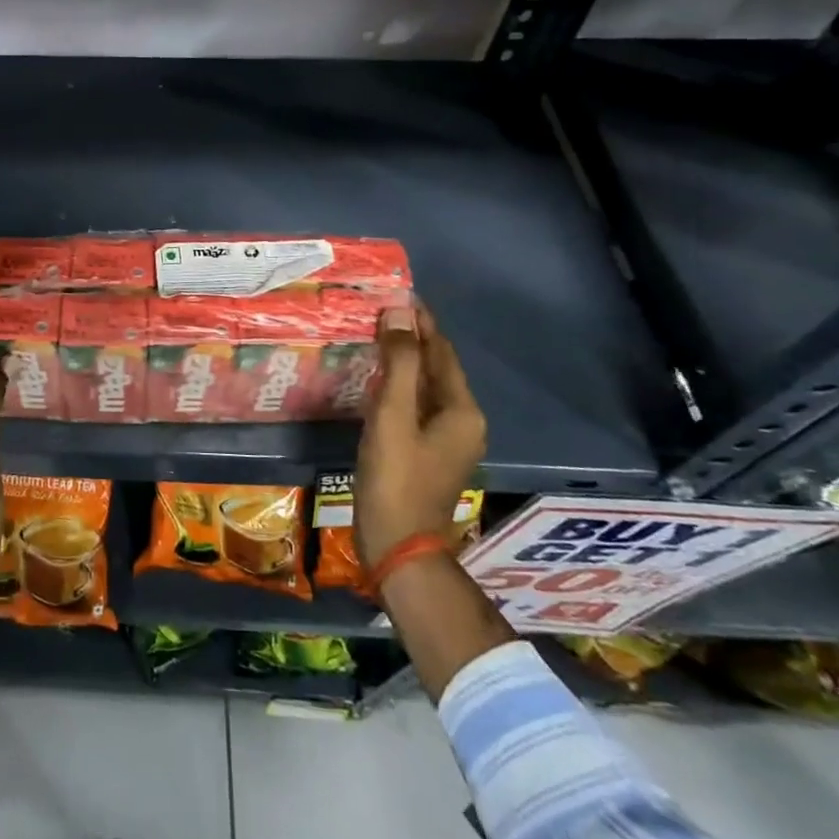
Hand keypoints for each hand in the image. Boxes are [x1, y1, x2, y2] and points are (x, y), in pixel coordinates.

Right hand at [355, 301, 487, 568]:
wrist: (399, 546)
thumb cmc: (395, 479)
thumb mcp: (392, 416)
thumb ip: (399, 363)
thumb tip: (400, 312)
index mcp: (462, 410)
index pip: (441, 350)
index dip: (421, 320)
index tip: (396, 292)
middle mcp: (463, 421)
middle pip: (436, 368)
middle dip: (411, 338)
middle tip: (378, 311)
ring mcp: (448, 440)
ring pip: (426, 387)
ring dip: (404, 361)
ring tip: (374, 337)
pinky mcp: (429, 453)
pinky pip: (417, 406)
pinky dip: (399, 386)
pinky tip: (376, 381)